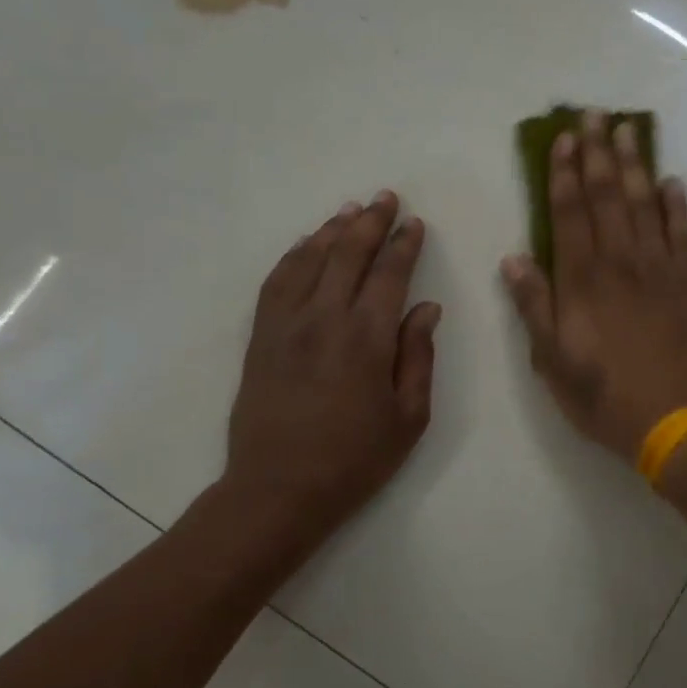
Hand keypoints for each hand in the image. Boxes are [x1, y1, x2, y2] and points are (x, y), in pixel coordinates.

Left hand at [222, 191, 439, 557]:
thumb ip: (418, 357)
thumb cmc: (354, 459)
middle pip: (348, 254)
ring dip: (332, 230)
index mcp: (366, 338)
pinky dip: (294, 256)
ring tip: (350, 210)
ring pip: (309, 260)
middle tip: (386, 197)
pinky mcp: (260, 337)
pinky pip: (276, 282)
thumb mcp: (408, 417)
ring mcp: (286, 325)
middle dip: (370, 222)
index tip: (415, 223)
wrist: (278, 490)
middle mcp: (324, 319)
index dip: (404, 245)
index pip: (389, 274)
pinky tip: (306, 245)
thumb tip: (426, 308)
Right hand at [502, 111, 686, 463]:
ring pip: (645, 205)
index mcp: (583, 280)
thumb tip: (514, 258)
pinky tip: (673, 182)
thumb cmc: (605, 397)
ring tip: (629, 131)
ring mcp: (661, 269)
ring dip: (635, 165)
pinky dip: (678, 206)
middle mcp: (621, 262)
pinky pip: (684, 234)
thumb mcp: (553, 361)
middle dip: (598, 153)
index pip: (569, 213)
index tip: (562, 139)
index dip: (563, 173)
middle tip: (595, 115)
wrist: (677, 421)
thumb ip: (534, 306)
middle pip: (607, 196)